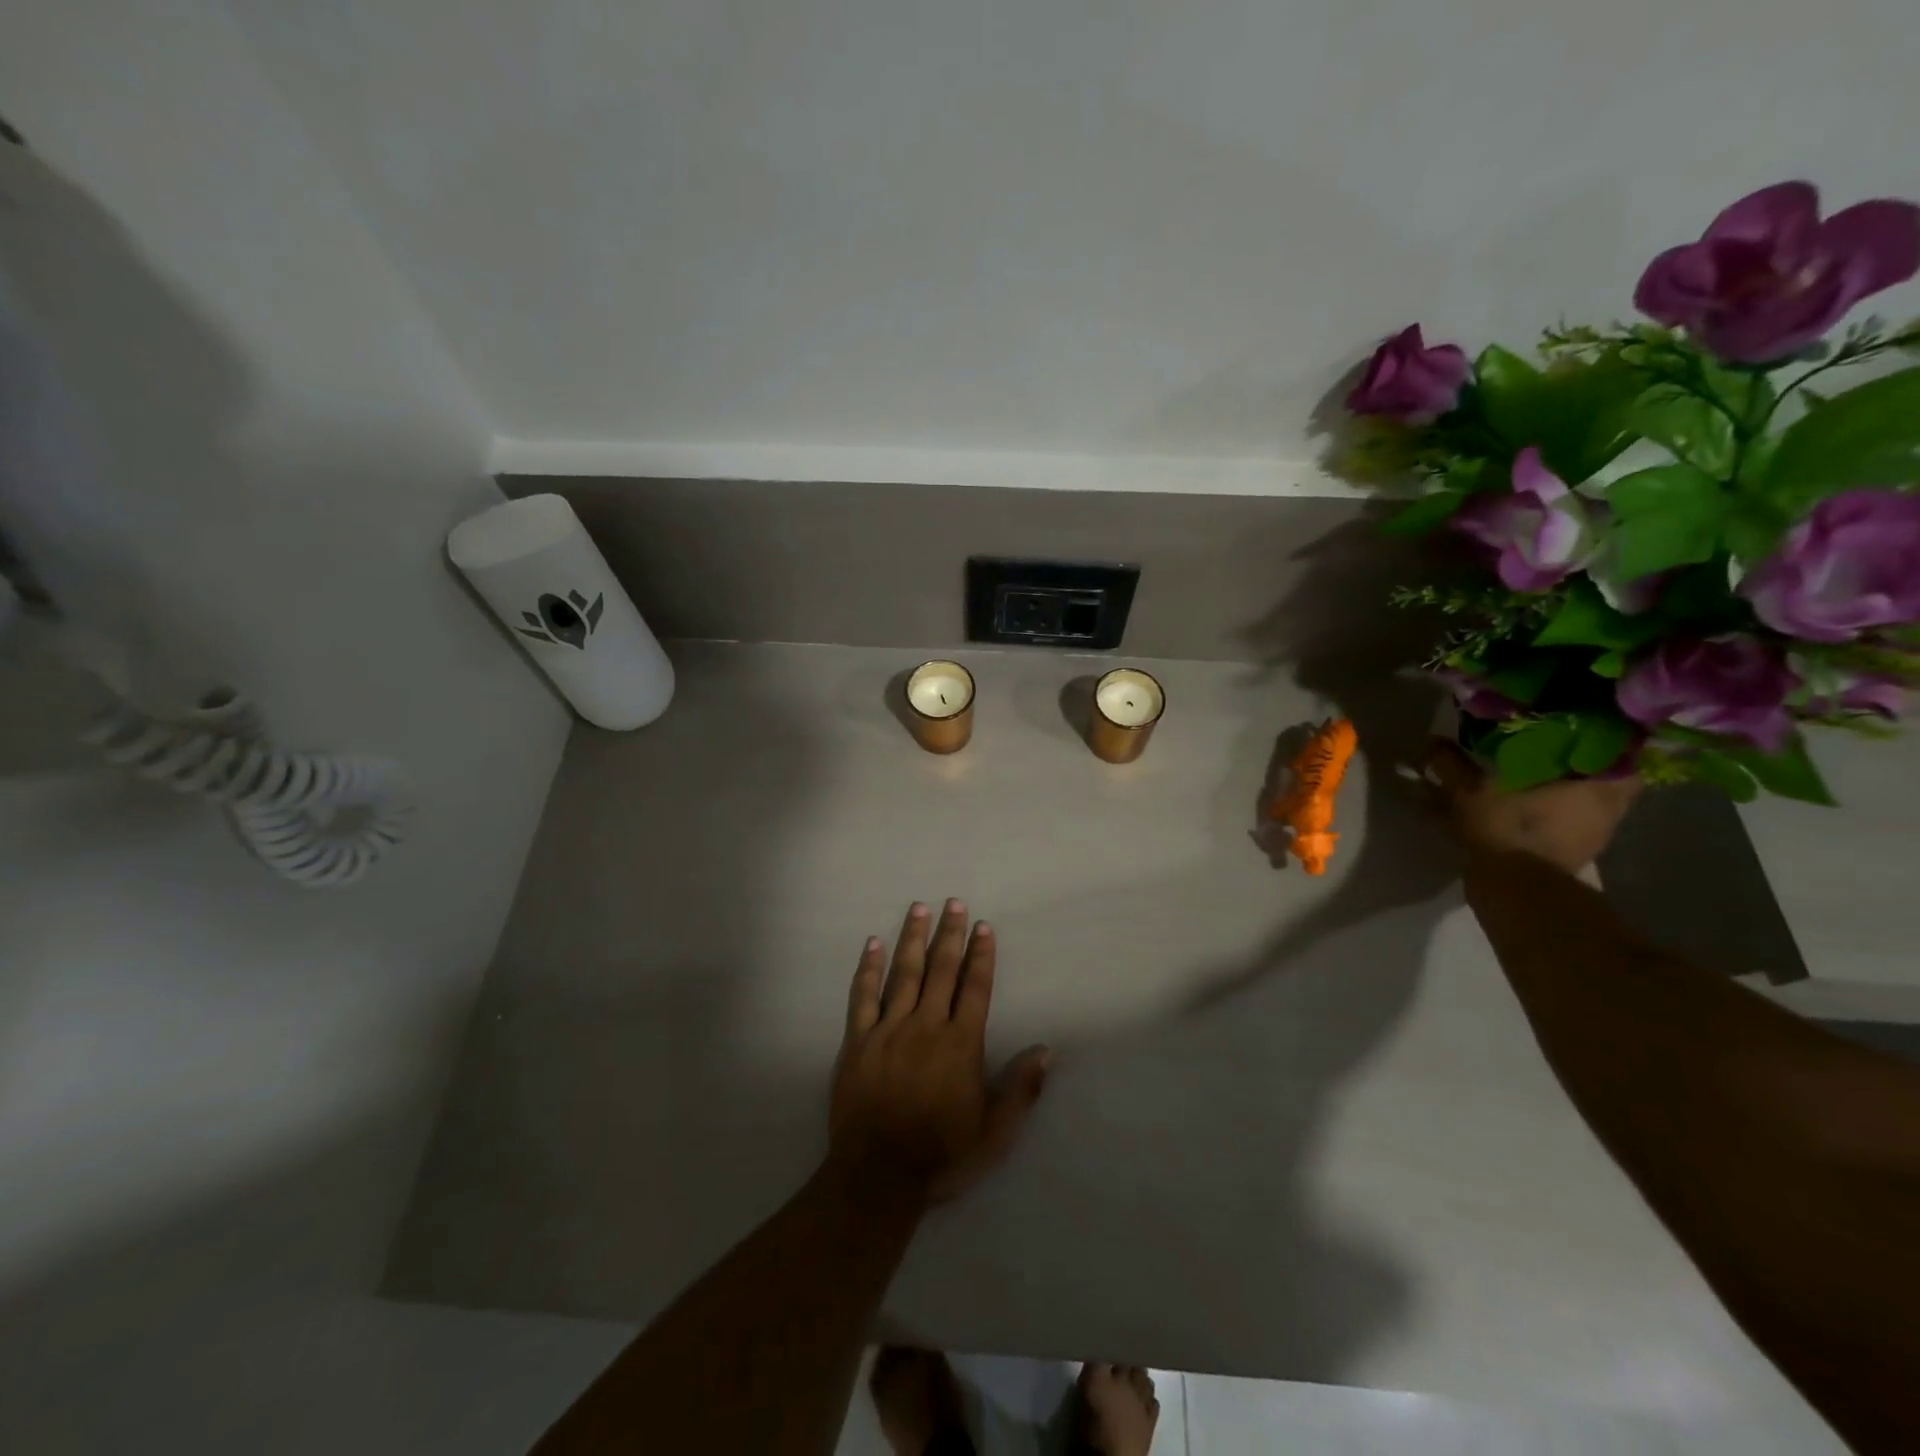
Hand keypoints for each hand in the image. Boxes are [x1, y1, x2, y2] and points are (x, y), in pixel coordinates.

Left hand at [830, 900, 1051, 1204]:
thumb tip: (1048, 1049)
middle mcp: (926, 1026)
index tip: (983, 926)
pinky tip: (873, 944)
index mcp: (960, 1044)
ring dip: (913, 938)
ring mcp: (888, 1030)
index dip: (981, 955)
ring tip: (919, 908)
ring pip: (904, 974)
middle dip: (950, 934)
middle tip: (954, 902)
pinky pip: (863, 996)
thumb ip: (1021, 1088)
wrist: (877, 1177)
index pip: (976, 988)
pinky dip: (868, 968)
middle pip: (941, 970)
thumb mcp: (994, 1132)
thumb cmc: (941, 1155)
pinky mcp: (858, 1041)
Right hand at [1428, 740, 1641, 874]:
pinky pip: (1565, 822)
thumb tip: (1433, 740)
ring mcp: (1593, 835)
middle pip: (1601, 776)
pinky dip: (1547, 812)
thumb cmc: (1508, 828)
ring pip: (1582, 800)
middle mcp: (1607, 809)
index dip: (1600, 736)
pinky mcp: (1573, 854)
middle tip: (1545, 746)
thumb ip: (1452, 763)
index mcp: (1599, 785)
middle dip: (1574, 762)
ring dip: (1559, 789)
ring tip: (1526, 775)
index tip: (1576, 724)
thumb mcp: (1469, 790)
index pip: (1621, 751)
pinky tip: (1520, 805)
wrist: (1516, 890)